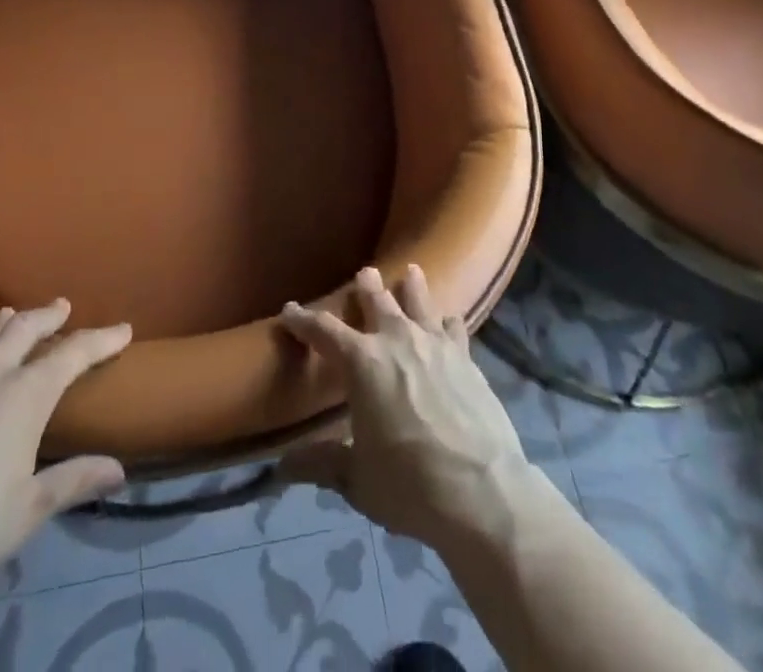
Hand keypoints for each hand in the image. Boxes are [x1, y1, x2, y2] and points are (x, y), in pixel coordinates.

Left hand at [0, 301, 131, 590]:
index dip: (102, 340)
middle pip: (24, 329)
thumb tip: (119, 470)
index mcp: (26, 394)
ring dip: (1, 323)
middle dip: (47, 316)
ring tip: (11, 313)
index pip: (74, 353)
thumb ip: (74, 480)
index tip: (123, 330)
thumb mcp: (29, 508)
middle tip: (61, 307)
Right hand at [278, 265, 532, 548]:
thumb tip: (282, 467)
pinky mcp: (466, 358)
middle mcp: (396, 340)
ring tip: (411, 271)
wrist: (481, 492)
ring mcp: (435, 344)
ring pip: (419, 302)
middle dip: (366, 287)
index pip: (324, 331)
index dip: (303, 319)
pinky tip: (450, 319)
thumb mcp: (357, 479)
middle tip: (364, 273)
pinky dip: (448, 321)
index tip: (290, 309)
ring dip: (412, 286)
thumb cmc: (409, 485)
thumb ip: (321, 463)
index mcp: (362, 362)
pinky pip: (454, 328)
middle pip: (377, 301)